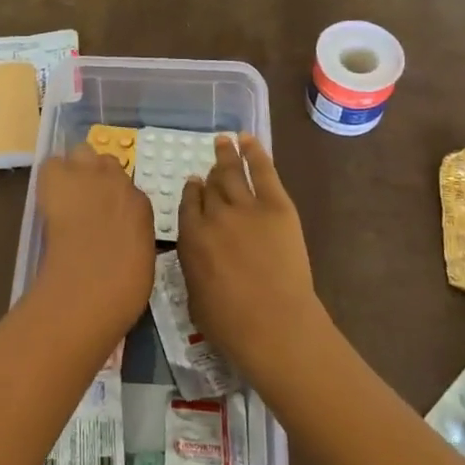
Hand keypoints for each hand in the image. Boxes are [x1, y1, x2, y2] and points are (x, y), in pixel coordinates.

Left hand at [33, 143, 154, 334]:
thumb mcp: (140, 259)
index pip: (129, 189)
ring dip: (76, 167)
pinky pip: (52, 164)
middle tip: (87, 199)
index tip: (106, 214)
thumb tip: (122, 233)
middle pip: (107, 162)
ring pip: (82, 152)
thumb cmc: (122, 289)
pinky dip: (50, 175)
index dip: (115, 200)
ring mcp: (88, 176)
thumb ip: (132, 235)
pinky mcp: (58, 179)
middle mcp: (118, 182)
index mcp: (141, 205)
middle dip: (98, 175)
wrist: (89, 287)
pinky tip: (48, 194)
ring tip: (66, 191)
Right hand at [177, 135, 329, 390]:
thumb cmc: (231, 325)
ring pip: (231, 172)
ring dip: (225, 154)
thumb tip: (197, 254)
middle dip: (209, 174)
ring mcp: (245, 207)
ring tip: (223, 141)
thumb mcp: (195, 298)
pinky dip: (255, 152)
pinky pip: (263, 170)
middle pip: (209, 186)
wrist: (275, 325)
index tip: (195, 184)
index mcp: (191, 238)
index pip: (188, 204)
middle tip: (211, 163)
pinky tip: (247, 139)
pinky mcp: (276, 206)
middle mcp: (213, 215)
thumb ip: (192, 267)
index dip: (192, 192)